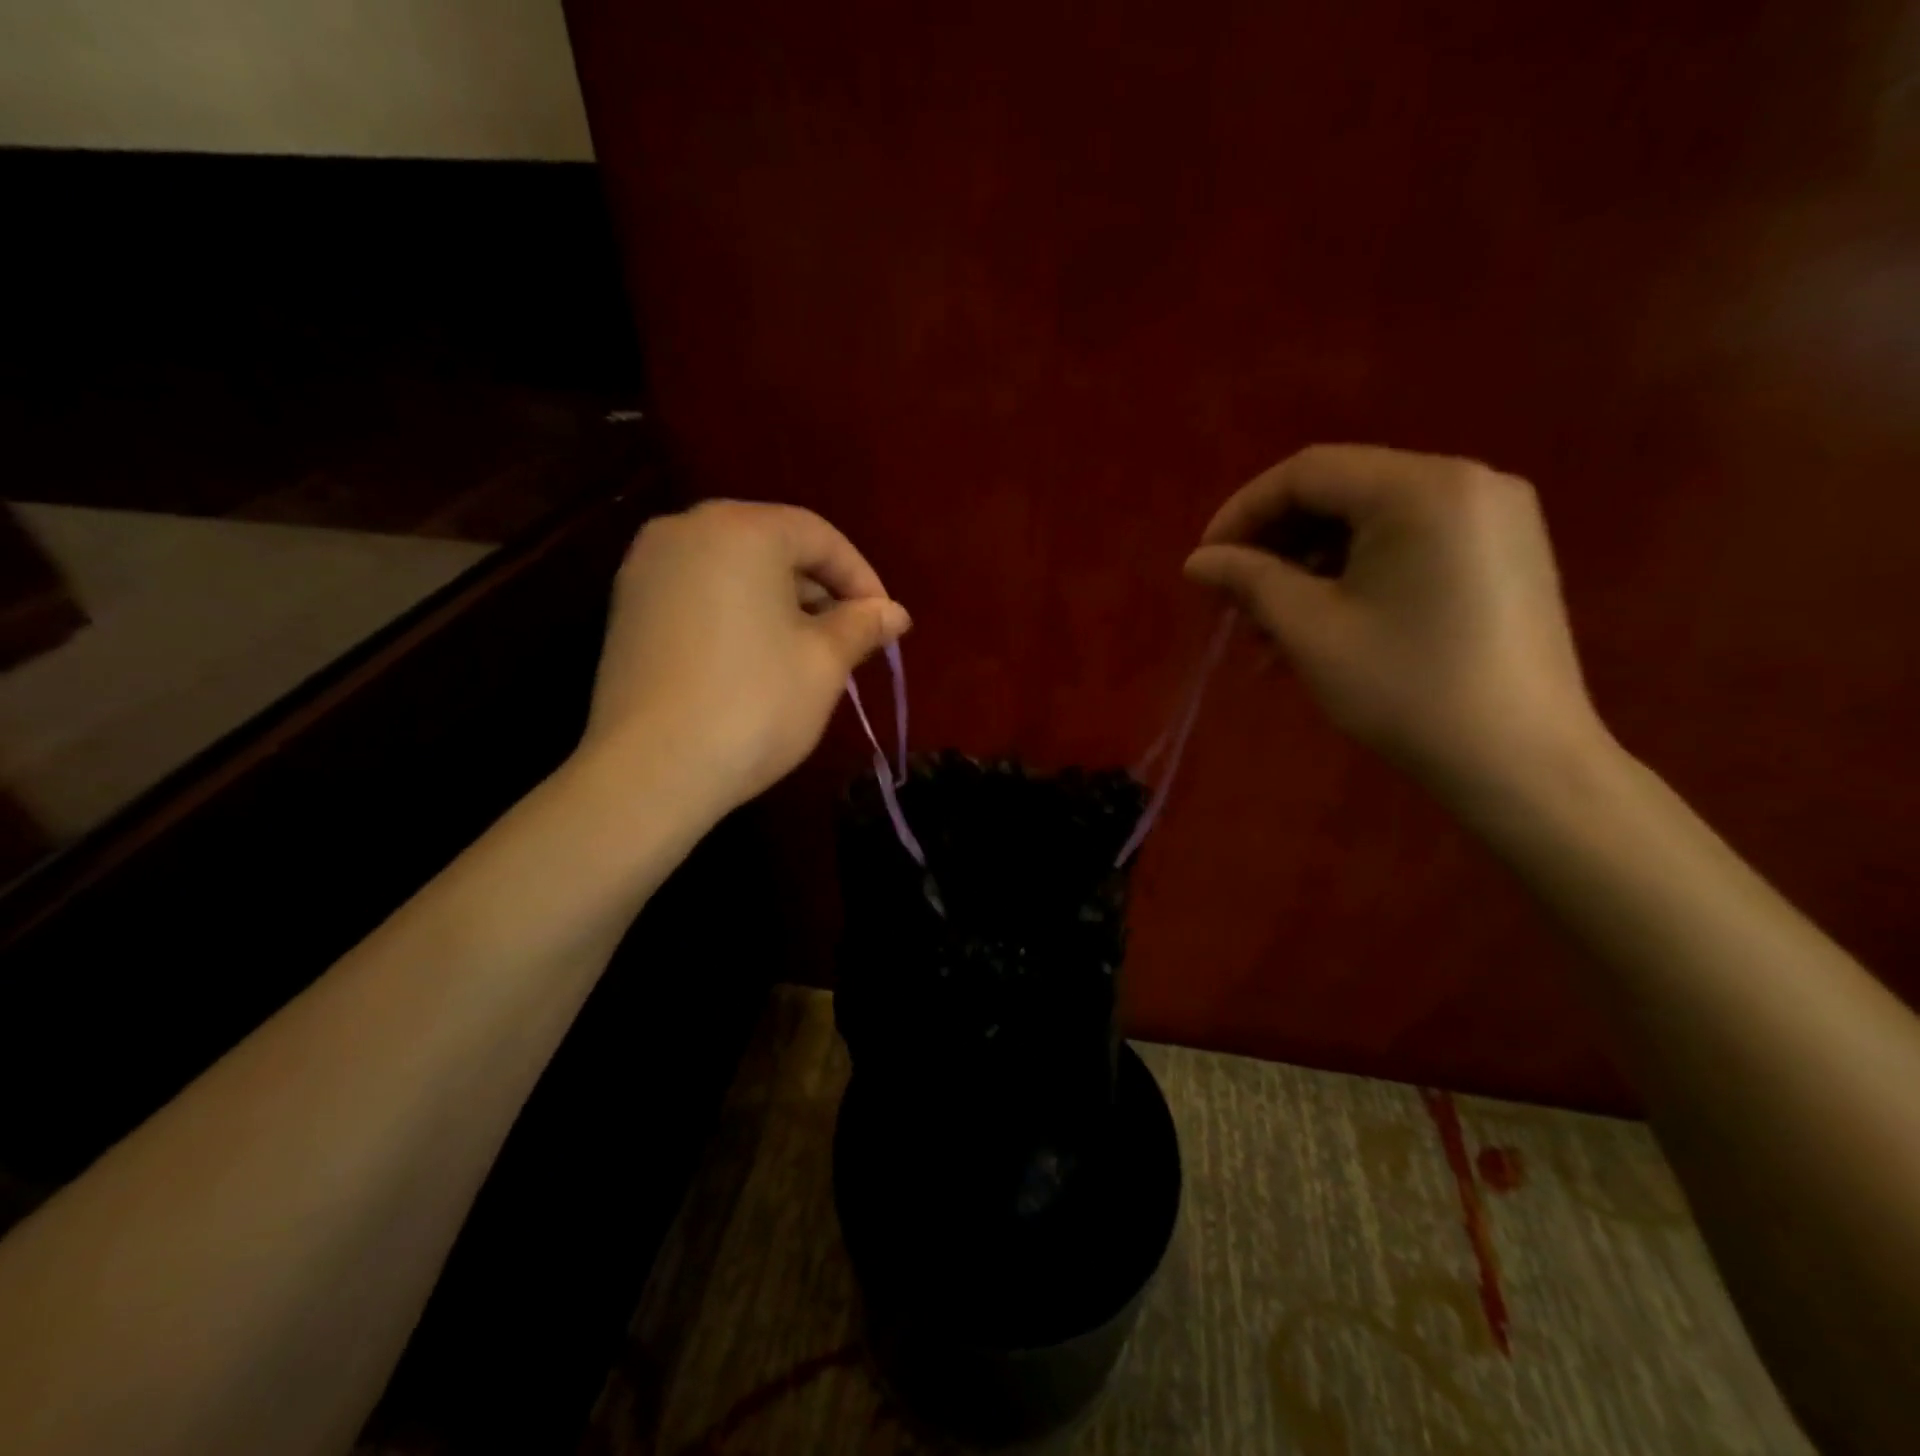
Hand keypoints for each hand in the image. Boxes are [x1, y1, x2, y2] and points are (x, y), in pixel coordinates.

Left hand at [581, 500, 909, 810]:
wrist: (650, 771)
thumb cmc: (754, 704)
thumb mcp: (824, 663)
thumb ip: (862, 625)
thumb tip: (895, 613)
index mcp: (740, 529)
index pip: (818, 536)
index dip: (861, 578)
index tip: (885, 623)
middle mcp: (686, 529)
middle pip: (772, 545)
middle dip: (819, 589)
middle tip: (849, 638)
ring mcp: (646, 568)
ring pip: (734, 569)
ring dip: (779, 602)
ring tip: (807, 652)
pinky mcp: (626, 607)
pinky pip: (699, 592)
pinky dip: (737, 613)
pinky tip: (756, 658)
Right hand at [1185, 445, 1606, 800]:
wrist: (1520, 762)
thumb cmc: (1406, 689)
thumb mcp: (1311, 630)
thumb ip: (1248, 580)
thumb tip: (1197, 561)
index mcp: (1422, 488)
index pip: (1307, 472)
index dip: (1243, 512)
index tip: (1205, 564)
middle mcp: (1467, 482)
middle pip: (1341, 492)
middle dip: (1275, 544)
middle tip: (1234, 599)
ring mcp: (1493, 517)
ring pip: (1370, 522)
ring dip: (1309, 565)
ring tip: (1270, 627)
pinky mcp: (1502, 553)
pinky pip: (1407, 544)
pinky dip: (1354, 575)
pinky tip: (1322, 624)